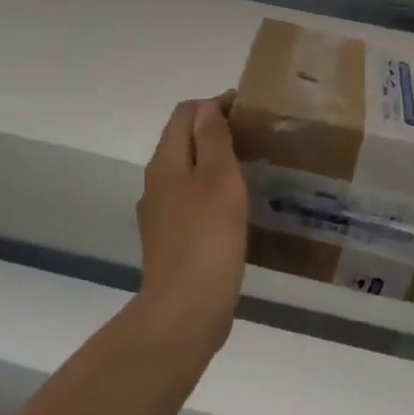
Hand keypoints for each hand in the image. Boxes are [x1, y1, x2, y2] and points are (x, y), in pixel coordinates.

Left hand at [136, 94, 247, 342]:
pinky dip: (214, 194)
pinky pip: (193, 203)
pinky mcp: (173, 241)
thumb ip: (212, 139)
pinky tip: (238, 209)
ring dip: (215, 164)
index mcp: (165, 163)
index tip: (249, 110)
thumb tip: (207, 107)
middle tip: (256, 137)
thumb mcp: (218, 179)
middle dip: (215, 132)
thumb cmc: (207, 237)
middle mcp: (157, 184)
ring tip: (252, 169)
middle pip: (183, 142)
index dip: (215, 104)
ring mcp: (161, 215)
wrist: (185, 310)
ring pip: (188, 174)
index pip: (185, 114)